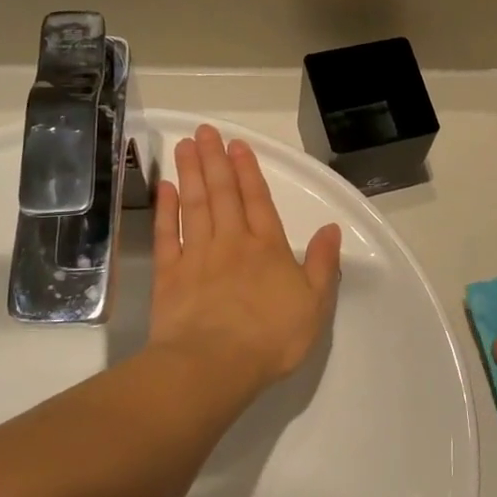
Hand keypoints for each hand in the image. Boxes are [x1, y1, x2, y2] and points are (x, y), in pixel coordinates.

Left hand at [149, 125, 341, 402]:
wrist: (214, 365)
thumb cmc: (271, 337)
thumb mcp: (315, 303)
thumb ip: (324, 264)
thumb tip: (331, 228)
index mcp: (268, 248)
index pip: (258, 200)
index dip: (248, 171)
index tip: (237, 145)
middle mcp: (232, 242)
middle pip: (222, 194)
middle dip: (215, 160)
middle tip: (205, 131)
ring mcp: (196, 256)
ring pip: (193, 205)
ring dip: (190, 174)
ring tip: (185, 146)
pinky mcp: (169, 275)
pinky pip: (166, 234)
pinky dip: (165, 210)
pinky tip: (164, 189)